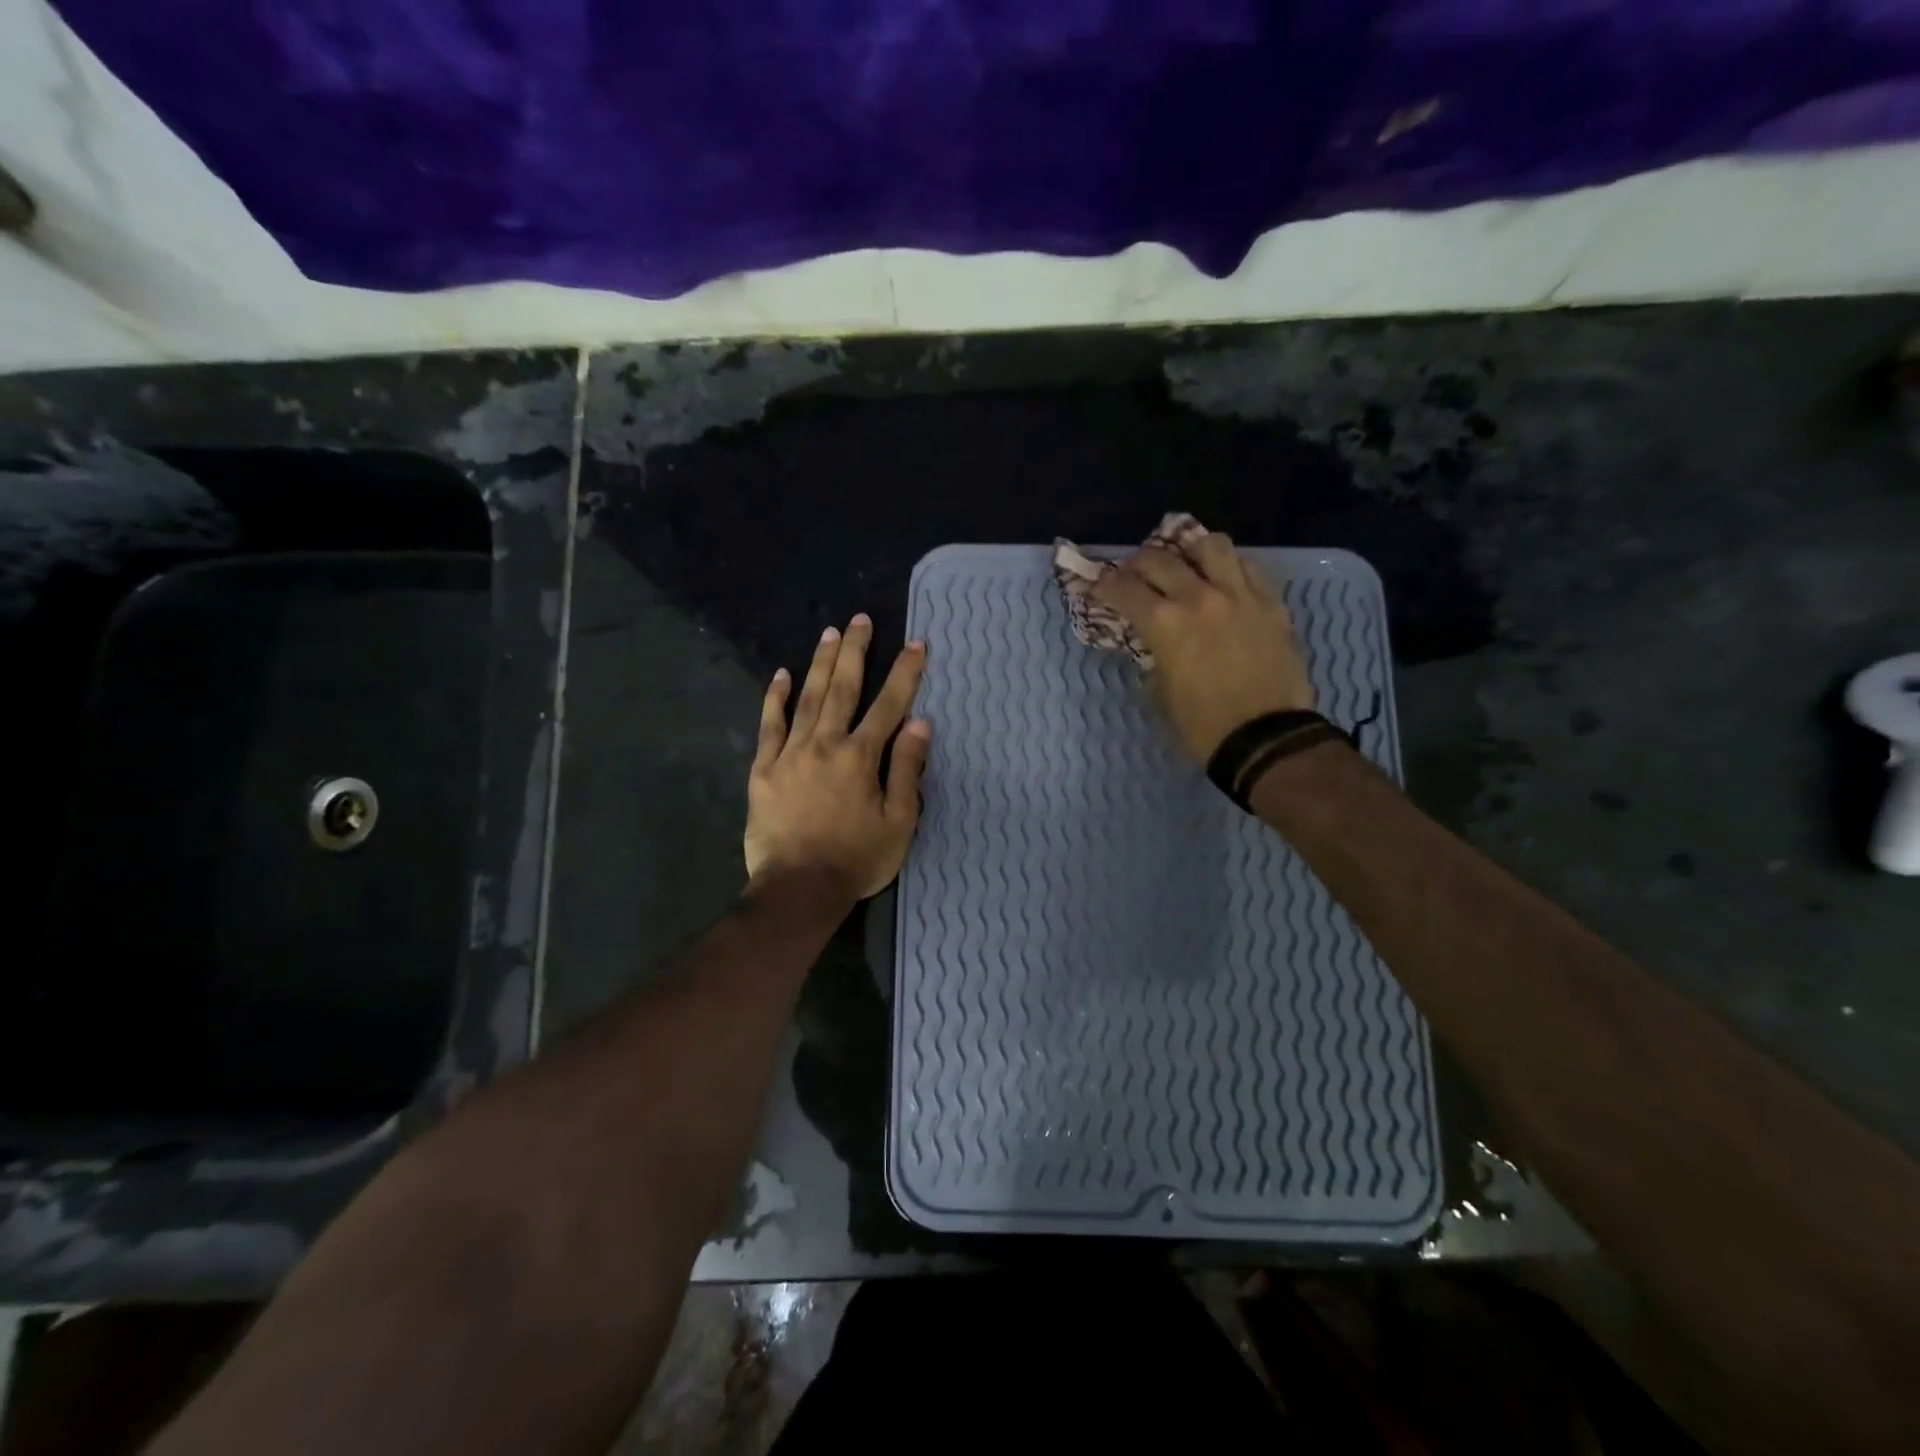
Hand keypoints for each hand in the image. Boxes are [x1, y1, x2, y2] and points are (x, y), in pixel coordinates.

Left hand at [745, 614, 930, 901]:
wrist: (798, 889)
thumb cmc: (856, 859)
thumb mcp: (899, 822)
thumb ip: (907, 770)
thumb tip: (919, 724)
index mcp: (861, 757)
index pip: (889, 705)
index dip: (904, 672)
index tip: (916, 643)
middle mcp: (825, 744)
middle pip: (842, 688)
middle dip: (854, 651)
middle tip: (859, 619)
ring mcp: (790, 754)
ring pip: (806, 699)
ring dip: (819, 664)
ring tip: (828, 633)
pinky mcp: (764, 770)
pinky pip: (769, 726)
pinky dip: (774, 699)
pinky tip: (779, 675)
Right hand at [1090, 534, 1312, 761]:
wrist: (1266, 738)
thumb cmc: (1202, 725)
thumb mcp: (1160, 691)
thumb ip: (1154, 655)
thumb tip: (1154, 642)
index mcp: (1165, 624)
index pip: (1123, 589)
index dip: (1105, 585)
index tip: (1098, 586)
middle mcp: (1199, 597)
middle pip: (1160, 559)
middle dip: (1138, 563)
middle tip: (1134, 574)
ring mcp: (1239, 595)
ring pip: (1211, 546)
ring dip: (1189, 551)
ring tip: (1186, 563)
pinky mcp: (1271, 603)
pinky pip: (1247, 568)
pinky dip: (1228, 568)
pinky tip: (1223, 582)